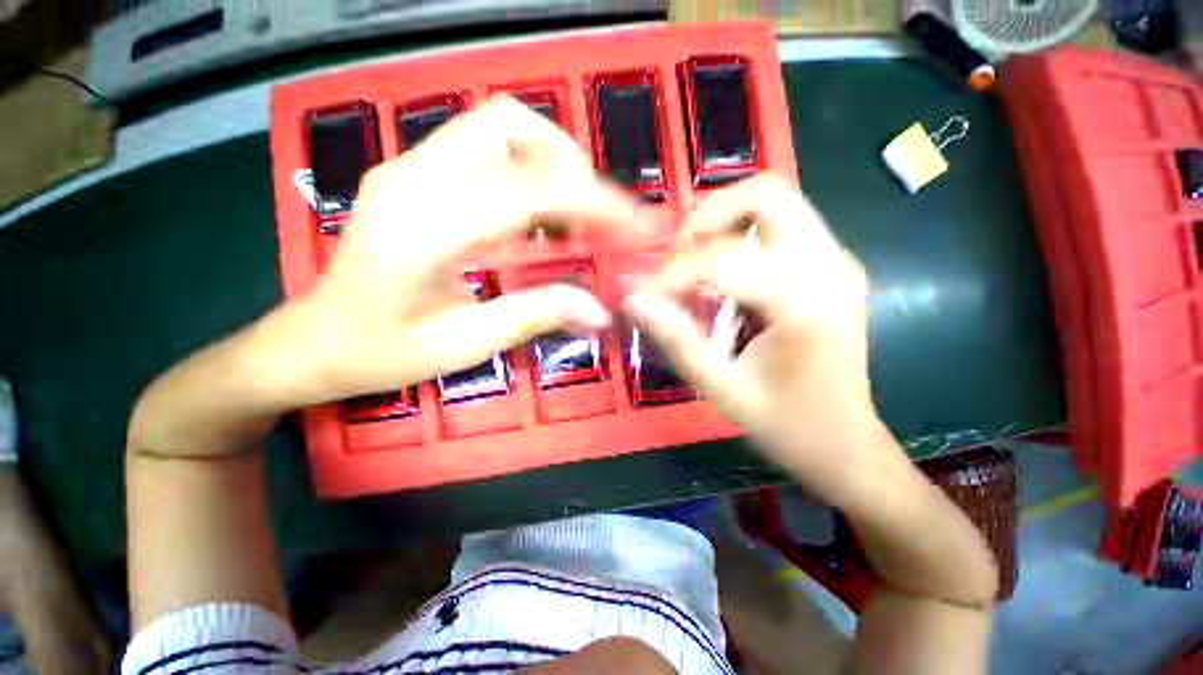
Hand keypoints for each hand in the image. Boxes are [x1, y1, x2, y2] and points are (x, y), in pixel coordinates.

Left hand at [280, 97, 645, 403]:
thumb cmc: (379, 352)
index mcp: (428, 223)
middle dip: (569, 164)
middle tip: (594, 218)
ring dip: (548, 164)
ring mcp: (411, 169)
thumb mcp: (463, 343)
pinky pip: (482, 151)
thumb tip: (600, 309)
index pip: (532, 189)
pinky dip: (524, 174)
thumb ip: (535, 316)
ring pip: (497, 128)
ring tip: (571, 220)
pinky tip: (535, 220)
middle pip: (510, 125)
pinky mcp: (414, 177)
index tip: (636, 225)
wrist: (312, 342)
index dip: (595, 203)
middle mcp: (418, 177)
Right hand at [623, 174, 885, 504]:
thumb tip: (633, 299)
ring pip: (776, 204)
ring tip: (693, 264)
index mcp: (805, 304)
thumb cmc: (787, 426)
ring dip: (725, 223)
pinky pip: (782, 227)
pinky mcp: (831, 268)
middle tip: (677, 255)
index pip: (723, 260)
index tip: (645, 295)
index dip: (673, 273)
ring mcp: (836, 262)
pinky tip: (723, 277)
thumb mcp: (722, 389)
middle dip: (709, 216)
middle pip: (768, 194)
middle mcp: (829, 267)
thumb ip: (677, 339)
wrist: (846, 445)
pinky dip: (742, 237)